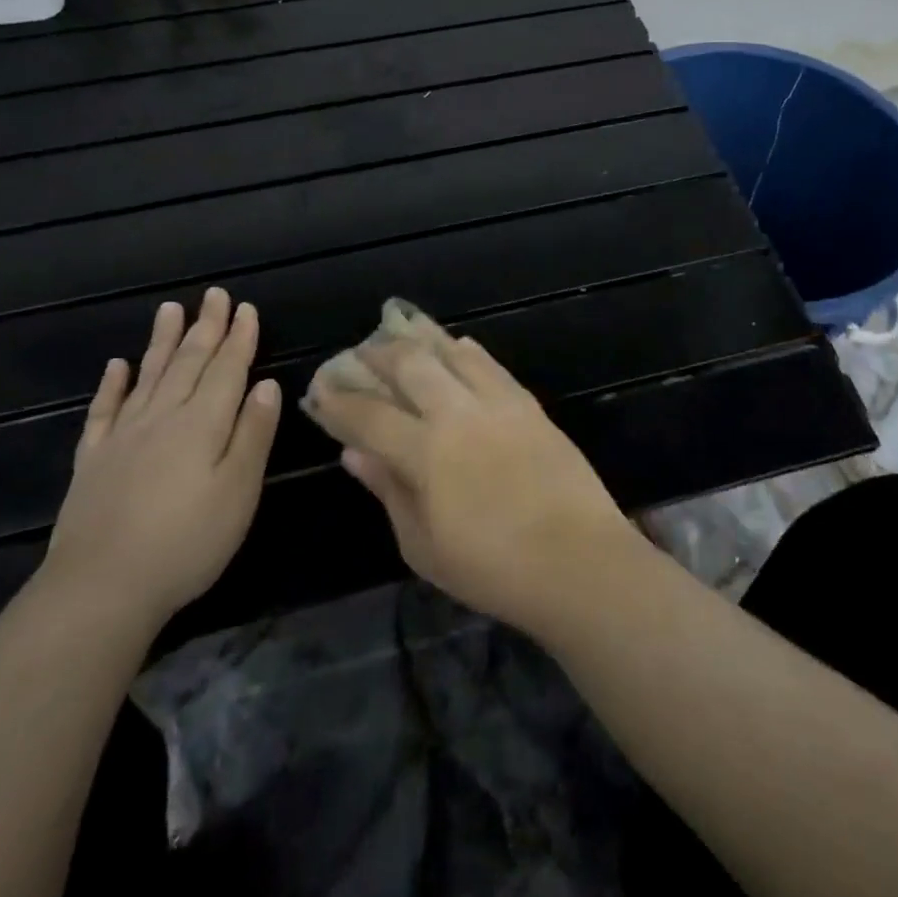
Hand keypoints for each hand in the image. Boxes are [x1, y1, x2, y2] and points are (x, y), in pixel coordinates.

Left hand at [43, 289, 279, 631]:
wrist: (100, 589)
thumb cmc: (186, 543)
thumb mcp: (238, 492)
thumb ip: (253, 435)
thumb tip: (267, 386)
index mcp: (203, 423)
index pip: (227, 369)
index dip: (239, 338)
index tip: (246, 308)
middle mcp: (163, 417)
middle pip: (189, 363)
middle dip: (206, 327)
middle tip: (214, 295)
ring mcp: (123, 436)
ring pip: (149, 376)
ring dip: (162, 341)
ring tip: (170, 309)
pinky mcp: (94, 460)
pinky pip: (104, 411)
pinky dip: (112, 385)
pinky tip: (117, 366)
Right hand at [303, 329, 632, 635]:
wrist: (577, 560)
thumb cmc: (492, 568)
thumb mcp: (423, 546)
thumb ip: (388, 490)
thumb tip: (353, 452)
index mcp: (425, 452)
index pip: (369, 415)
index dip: (340, 400)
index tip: (320, 389)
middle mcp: (457, 413)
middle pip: (409, 365)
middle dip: (377, 354)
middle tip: (359, 352)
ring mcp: (496, 402)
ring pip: (451, 352)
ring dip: (421, 338)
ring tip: (400, 328)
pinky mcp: (527, 402)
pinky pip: (491, 363)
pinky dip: (467, 350)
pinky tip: (457, 344)